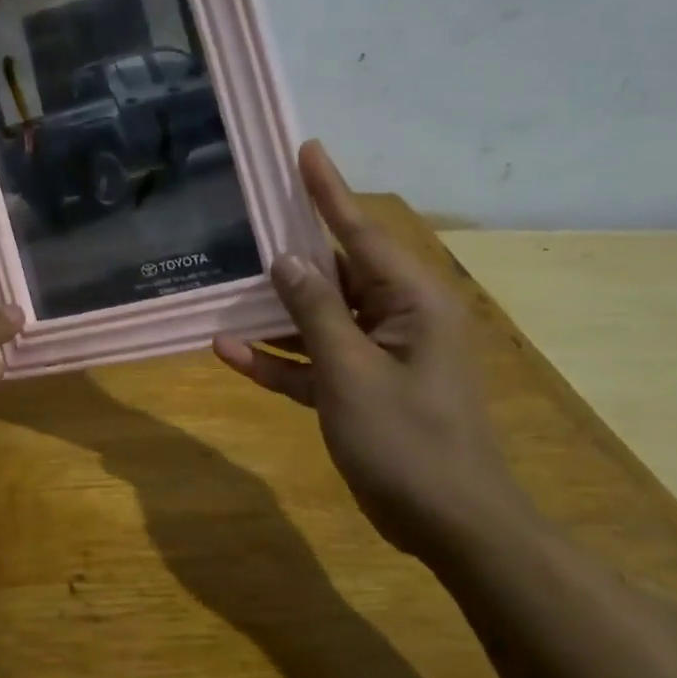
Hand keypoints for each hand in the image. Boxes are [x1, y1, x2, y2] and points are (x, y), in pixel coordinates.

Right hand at [214, 141, 529, 558]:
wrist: (451, 526)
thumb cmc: (409, 441)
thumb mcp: (352, 373)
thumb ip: (315, 312)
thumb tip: (286, 259)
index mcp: (412, 301)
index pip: (361, 233)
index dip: (329, 191)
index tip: (306, 150)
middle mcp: (398, 317)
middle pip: (335, 272)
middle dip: (290, 253)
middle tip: (248, 217)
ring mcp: (378, 355)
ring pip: (318, 318)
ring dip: (274, 313)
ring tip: (225, 287)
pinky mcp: (360, 388)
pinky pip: (314, 362)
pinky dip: (278, 359)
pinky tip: (229, 351)